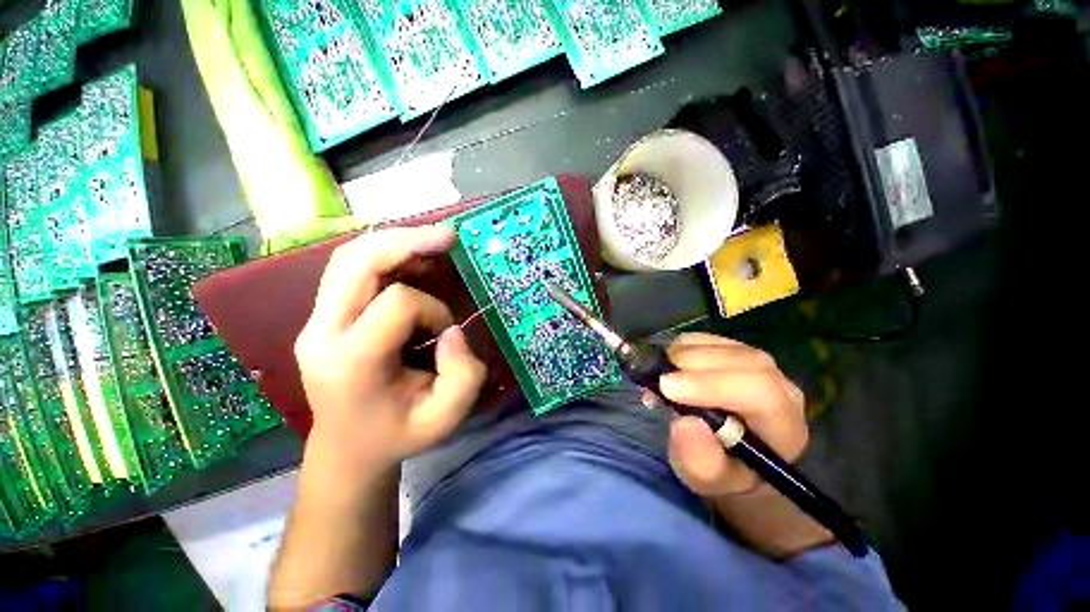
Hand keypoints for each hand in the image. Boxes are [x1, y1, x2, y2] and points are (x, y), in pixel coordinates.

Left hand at [294, 226, 486, 473]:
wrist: (347, 448)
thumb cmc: (398, 435)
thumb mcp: (446, 418)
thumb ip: (464, 375)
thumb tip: (450, 330)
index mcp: (351, 362)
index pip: (396, 304)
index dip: (433, 310)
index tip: (444, 334)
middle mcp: (322, 333)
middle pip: (357, 263)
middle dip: (407, 242)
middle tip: (447, 236)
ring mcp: (314, 321)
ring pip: (348, 258)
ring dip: (394, 243)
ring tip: (431, 242)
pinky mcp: (322, 316)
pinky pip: (349, 269)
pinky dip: (383, 254)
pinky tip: (410, 256)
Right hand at [661, 333, 807, 496]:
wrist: (730, 455)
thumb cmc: (721, 470)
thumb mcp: (707, 479)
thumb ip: (700, 460)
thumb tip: (685, 422)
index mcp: (783, 425)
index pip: (759, 392)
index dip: (711, 385)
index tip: (667, 388)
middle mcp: (779, 388)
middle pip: (745, 361)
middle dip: (694, 365)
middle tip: (658, 379)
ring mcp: (758, 365)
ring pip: (725, 345)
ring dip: (685, 354)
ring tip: (660, 374)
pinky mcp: (734, 351)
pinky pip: (709, 339)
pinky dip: (682, 346)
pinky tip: (669, 365)